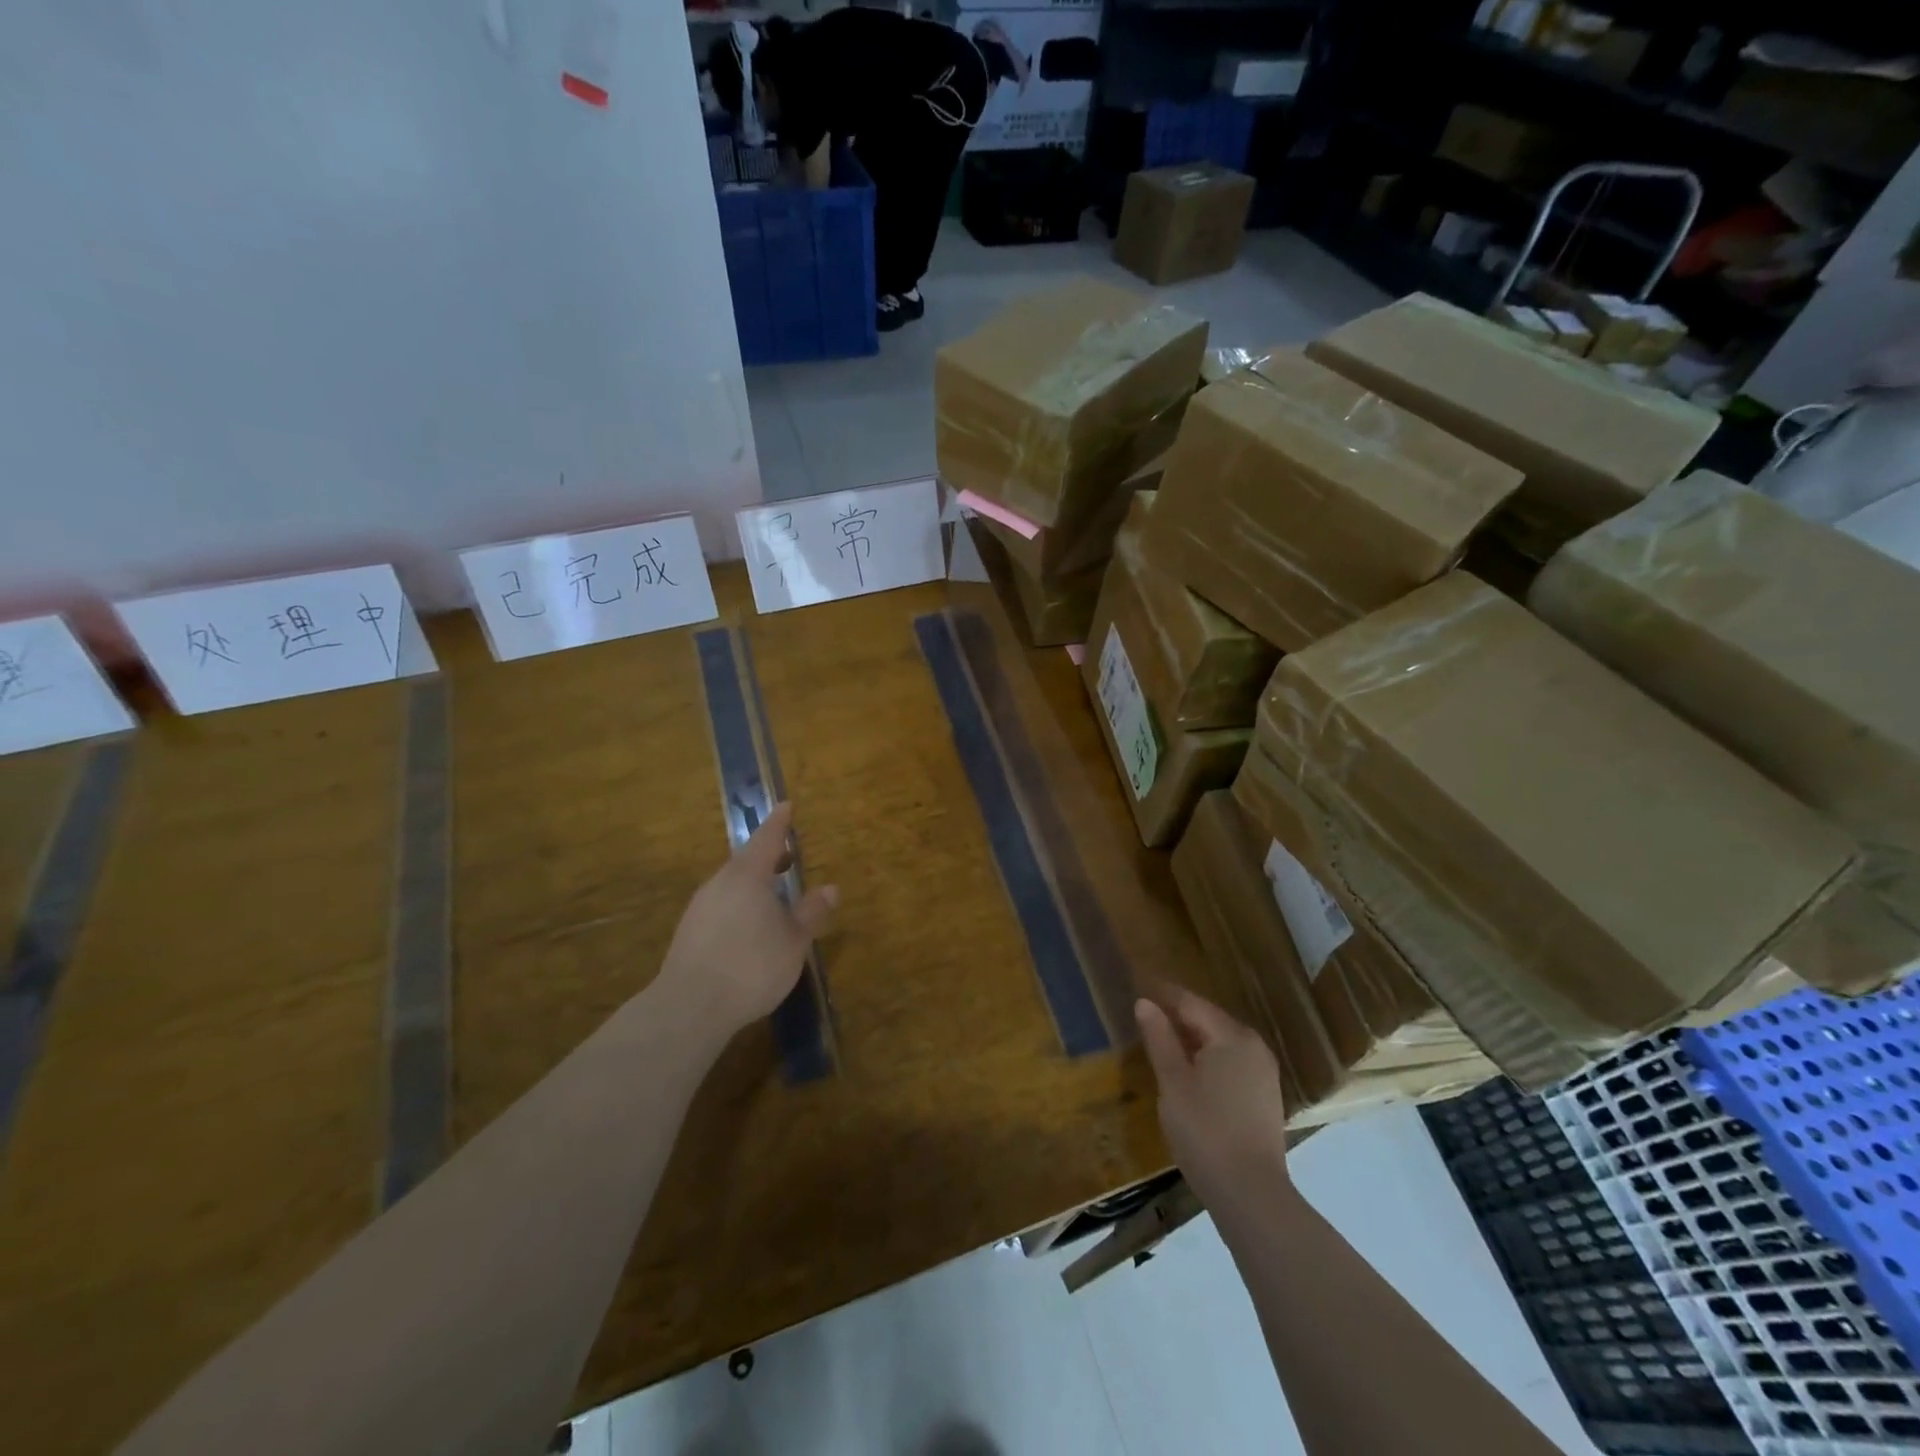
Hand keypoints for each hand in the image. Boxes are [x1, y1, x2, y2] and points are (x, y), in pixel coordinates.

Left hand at [657, 803, 838, 1043]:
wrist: (689, 1007)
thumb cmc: (751, 965)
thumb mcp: (794, 941)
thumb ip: (811, 912)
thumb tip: (830, 888)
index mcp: (747, 876)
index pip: (766, 839)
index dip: (779, 823)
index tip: (786, 806)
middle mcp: (720, 883)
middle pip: (746, 861)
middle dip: (768, 856)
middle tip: (788, 856)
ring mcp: (700, 907)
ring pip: (731, 884)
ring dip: (753, 882)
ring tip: (773, 894)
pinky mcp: (688, 932)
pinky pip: (720, 905)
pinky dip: (739, 903)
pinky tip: (748, 925)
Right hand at [1136, 988, 1291, 1208]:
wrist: (1251, 1195)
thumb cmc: (1205, 1131)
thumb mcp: (1173, 1082)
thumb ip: (1159, 1039)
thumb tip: (1145, 1003)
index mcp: (1232, 1036)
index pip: (1191, 1003)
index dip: (1163, 995)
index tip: (1137, 988)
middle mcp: (1254, 1046)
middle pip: (1208, 1020)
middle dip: (1177, 1016)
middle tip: (1144, 1015)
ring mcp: (1264, 1073)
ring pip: (1220, 1043)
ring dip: (1192, 1039)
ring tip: (1161, 1041)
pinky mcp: (1265, 1097)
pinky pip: (1231, 1063)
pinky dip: (1208, 1059)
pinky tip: (1188, 1072)